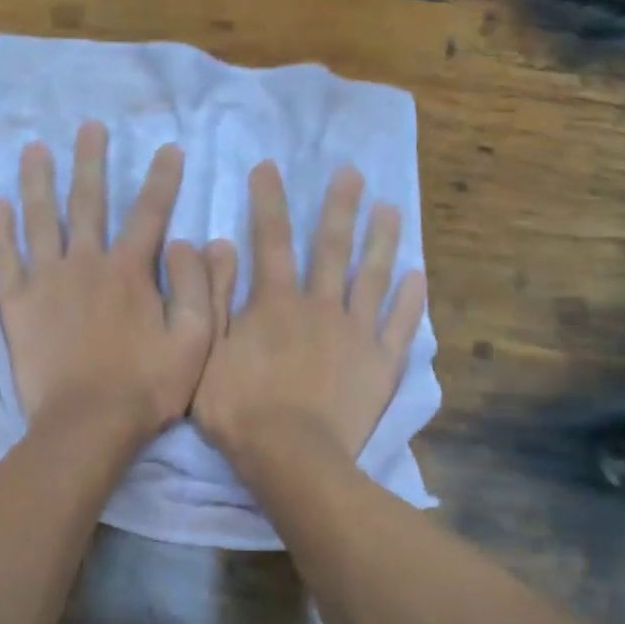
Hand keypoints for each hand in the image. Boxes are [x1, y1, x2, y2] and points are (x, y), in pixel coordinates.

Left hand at [0, 121, 215, 443]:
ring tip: (34, 148)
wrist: (88, 424)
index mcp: (130, 272)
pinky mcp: (16, 305)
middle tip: (90, 127)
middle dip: (91, 162)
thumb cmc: (146, 387)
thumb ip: (199, 289)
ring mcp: (46, 282)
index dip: (162, 179)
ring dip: (38, 181)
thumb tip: (196, 242)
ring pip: (40, 219)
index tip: (168, 148)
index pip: (150, 213)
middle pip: (89, 202)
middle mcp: (86, 264)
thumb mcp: (194, 342)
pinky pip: (2, 260)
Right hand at [194, 161, 425, 469]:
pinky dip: (411, 300)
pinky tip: (418, 276)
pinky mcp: (381, 363)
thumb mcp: (206, 352)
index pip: (270, 240)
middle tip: (352, 173)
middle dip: (338, 208)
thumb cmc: (240, 408)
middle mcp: (321, 305)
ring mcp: (357, 333)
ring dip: (382, 240)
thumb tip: (216, 245)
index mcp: (276, 302)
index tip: (268, 167)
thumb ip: (212, 298)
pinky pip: (401, 325)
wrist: (291, 456)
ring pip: (373, 277)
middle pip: (331, 248)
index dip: (268, 201)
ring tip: (392, 208)